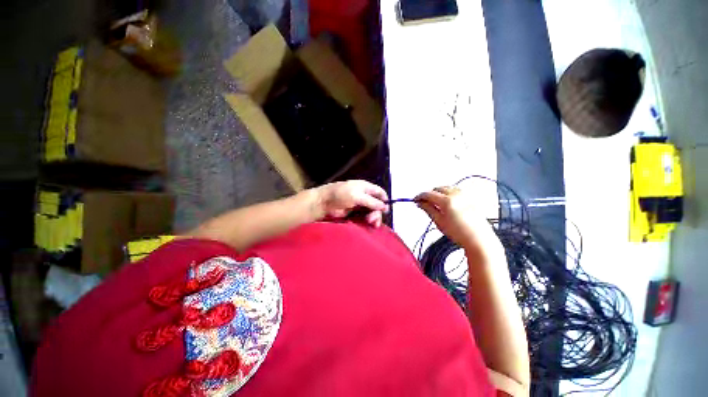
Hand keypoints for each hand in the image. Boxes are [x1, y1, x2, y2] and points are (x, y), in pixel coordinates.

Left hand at [315, 180, 388, 226]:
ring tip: (371, 223)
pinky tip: (368, 224)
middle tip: (373, 220)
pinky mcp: (355, 213)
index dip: (384, 200)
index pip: (379, 192)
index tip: (386, 210)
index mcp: (365, 187)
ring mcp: (359, 205)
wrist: (323, 203)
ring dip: (373, 217)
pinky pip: (365, 217)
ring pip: (372, 211)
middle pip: (376, 204)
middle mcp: (364, 195)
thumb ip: (371, 201)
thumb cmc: (340, 195)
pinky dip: (368, 220)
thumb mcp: (356, 196)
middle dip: (377, 212)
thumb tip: (385, 206)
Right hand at [415, 186, 495, 248]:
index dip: (420, 196)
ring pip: (447, 188)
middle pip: (438, 188)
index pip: (429, 194)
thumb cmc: (459, 233)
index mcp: (447, 201)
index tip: (416, 200)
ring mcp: (465, 195)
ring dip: (439, 193)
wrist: (479, 239)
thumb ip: (428, 209)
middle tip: (425, 203)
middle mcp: (456, 194)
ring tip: (436, 203)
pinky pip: (456, 190)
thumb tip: (420, 203)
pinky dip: (449, 193)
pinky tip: (447, 202)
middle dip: (430, 194)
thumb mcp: (439, 222)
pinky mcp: (471, 198)